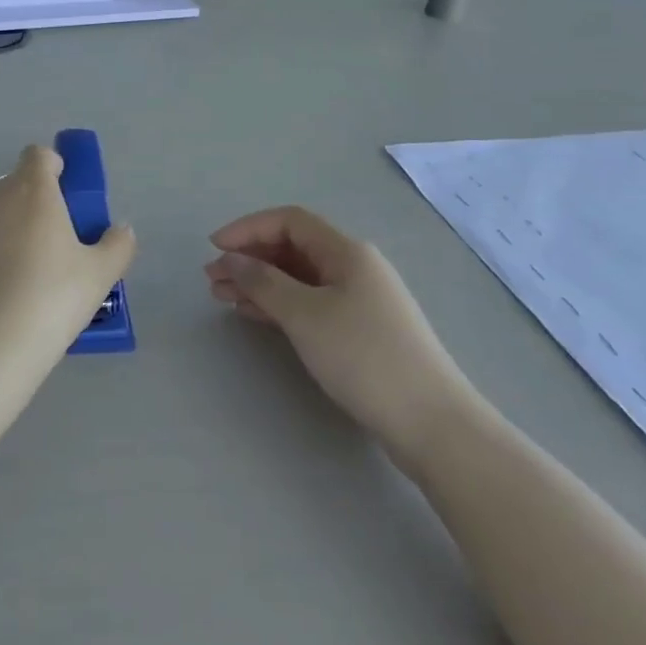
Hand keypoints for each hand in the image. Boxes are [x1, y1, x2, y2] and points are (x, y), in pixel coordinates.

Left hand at [0, 144, 136, 365]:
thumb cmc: (51, 300)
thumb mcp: (99, 276)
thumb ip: (117, 245)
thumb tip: (121, 230)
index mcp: (33, 191)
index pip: (38, 155)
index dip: (53, 168)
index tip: (66, 197)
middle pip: (14, 186)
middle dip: (32, 205)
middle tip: (52, 246)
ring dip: (5, 233)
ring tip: (21, 279)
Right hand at [207, 206, 474, 467]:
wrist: (432, 423)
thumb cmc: (364, 357)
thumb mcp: (305, 315)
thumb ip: (263, 282)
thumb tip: (232, 259)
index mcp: (346, 251)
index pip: (289, 221)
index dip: (248, 228)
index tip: (213, 247)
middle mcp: (354, 267)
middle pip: (293, 248)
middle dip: (250, 258)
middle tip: (213, 280)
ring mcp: (360, 299)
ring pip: (299, 278)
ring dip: (260, 283)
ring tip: (224, 298)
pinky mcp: (360, 330)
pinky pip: (310, 303)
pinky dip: (279, 304)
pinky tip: (255, 316)